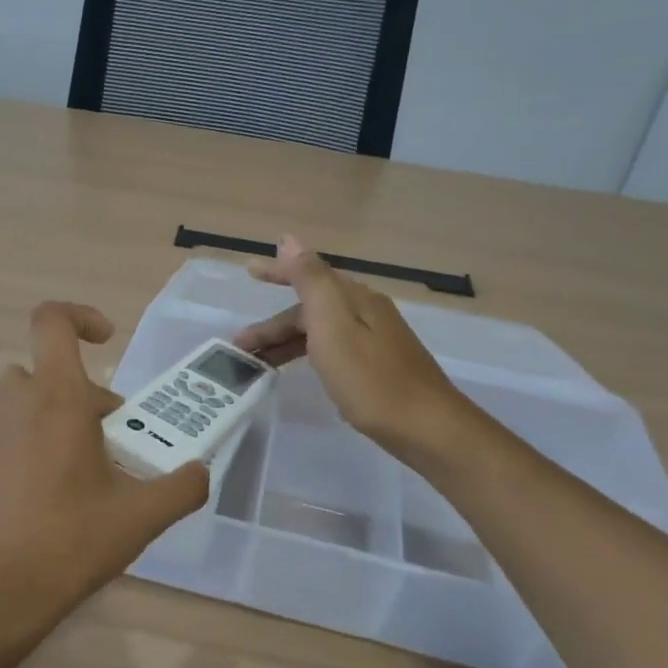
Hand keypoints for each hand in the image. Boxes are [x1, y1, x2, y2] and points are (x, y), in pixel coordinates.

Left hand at [0, 302, 209, 642]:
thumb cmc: (70, 541)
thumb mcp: (140, 517)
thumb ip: (182, 487)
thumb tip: (201, 471)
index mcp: (56, 395)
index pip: (53, 320)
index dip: (79, 317)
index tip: (104, 340)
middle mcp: (8, 395)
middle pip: (48, 374)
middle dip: (80, 401)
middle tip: (104, 449)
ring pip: (16, 401)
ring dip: (41, 418)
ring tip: (61, 469)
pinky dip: (9, 439)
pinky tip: (23, 486)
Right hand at [235, 236, 464, 459]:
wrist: (426, 428)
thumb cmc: (371, 379)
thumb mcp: (333, 325)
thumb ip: (310, 280)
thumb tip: (290, 239)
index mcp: (355, 298)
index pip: (309, 275)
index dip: (277, 272)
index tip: (248, 271)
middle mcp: (367, 312)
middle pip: (311, 308)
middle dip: (273, 323)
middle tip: (240, 346)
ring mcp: (376, 340)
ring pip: (319, 331)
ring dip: (286, 342)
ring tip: (259, 365)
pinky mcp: (379, 366)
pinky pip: (331, 348)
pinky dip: (307, 353)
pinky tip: (302, 370)